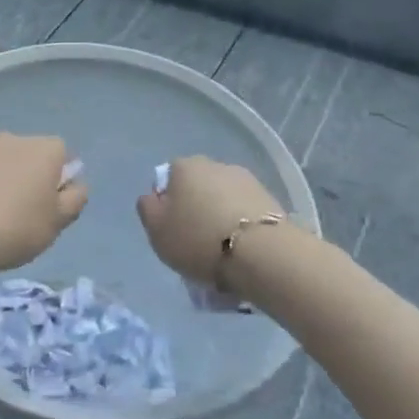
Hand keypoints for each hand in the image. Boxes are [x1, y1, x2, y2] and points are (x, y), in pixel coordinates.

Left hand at [0, 133, 87, 278]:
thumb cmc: (19, 225)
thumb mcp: (59, 220)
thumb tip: (75, 185)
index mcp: (48, 147)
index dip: (62, 183)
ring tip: (6, 222)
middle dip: (37, 181)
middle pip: (37, 159)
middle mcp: (19, 139)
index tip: (54, 210)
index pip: (65, 157)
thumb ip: (75, 200)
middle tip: (33, 217)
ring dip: (13, 186)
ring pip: (12, 168)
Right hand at [136, 157, 284, 295]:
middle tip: (196, 239)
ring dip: (221, 215)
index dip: (167, 203)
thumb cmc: (198, 239)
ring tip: (223, 248)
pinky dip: (242, 224)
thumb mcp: (156, 230)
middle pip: (198, 186)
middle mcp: (216, 165)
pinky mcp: (270, 199)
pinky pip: (246, 211)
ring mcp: (247, 180)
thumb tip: (153, 197)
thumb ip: (148, 208)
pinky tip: (242, 248)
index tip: (172, 228)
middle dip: (196, 206)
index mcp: (184, 167)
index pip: (169, 178)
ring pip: (224, 198)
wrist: (261, 253)